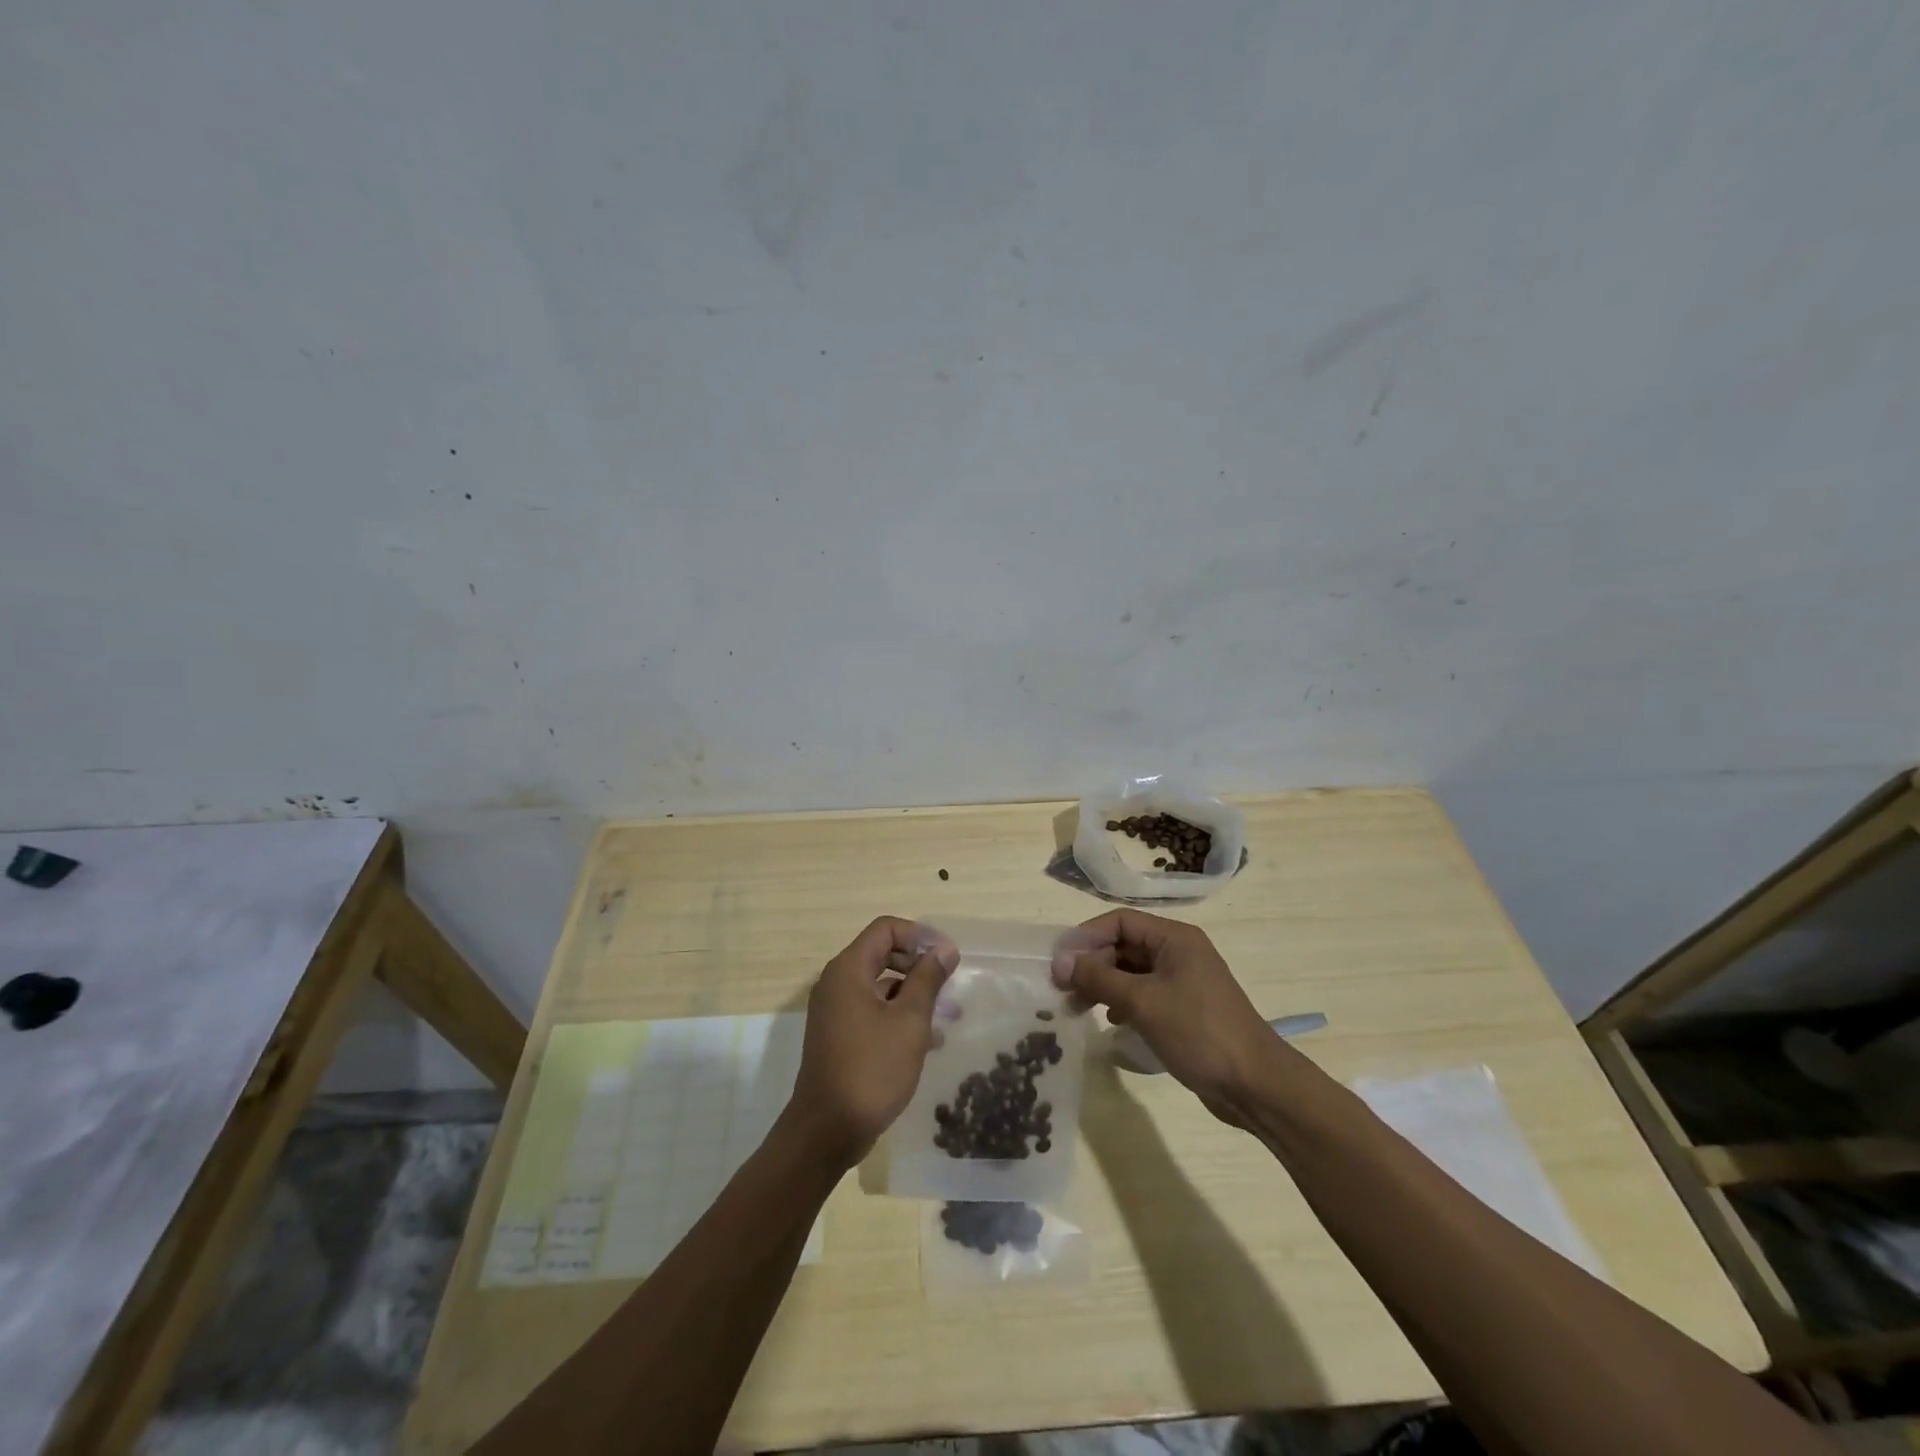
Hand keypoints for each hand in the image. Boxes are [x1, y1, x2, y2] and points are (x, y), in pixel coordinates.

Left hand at [786, 917, 956, 1168]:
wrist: (827, 1131)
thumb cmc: (871, 1069)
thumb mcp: (909, 1021)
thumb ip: (928, 979)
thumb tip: (944, 949)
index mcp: (849, 970)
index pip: (886, 928)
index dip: (919, 936)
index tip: (947, 958)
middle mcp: (837, 982)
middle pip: (883, 953)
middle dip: (919, 965)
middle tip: (949, 985)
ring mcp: (835, 1010)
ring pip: (880, 984)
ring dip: (913, 993)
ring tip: (947, 1016)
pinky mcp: (839, 1035)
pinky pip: (872, 1010)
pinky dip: (898, 1015)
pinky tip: (928, 1040)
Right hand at [1052, 910, 1272, 1124]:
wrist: (1255, 1084)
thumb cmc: (1198, 1032)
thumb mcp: (1142, 1001)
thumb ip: (1098, 977)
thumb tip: (1060, 961)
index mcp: (1174, 938)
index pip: (1120, 921)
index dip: (1086, 937)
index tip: (1059, 962)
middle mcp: (1179, 951)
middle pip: (1124, 945)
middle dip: (1092, 964)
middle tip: (1062, 989)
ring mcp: (1183, 981)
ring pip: (1132, 971)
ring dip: (1103, 984)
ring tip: (1077, 1006)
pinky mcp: (1185, 1008)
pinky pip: (1144, 993)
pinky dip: (1122, 1001)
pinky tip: (1110, 1020)